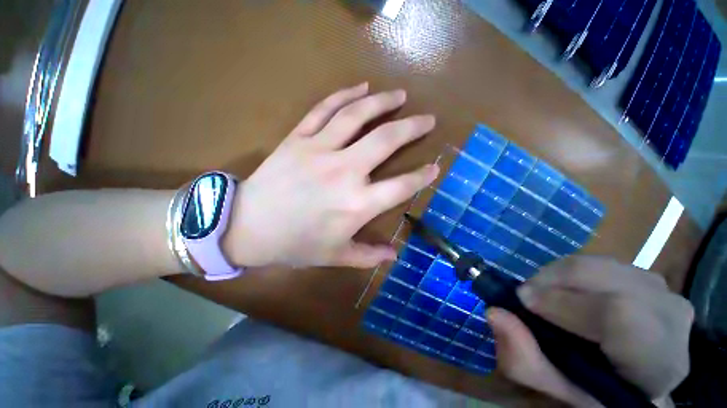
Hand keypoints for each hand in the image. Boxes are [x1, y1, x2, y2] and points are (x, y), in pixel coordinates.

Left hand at [222, 83, 438, 267]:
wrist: (247, 227)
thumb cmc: (294, 245)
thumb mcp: (335, 256)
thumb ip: (368, 256)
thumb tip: (394, 255)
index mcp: (357, 204)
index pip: (401, 186)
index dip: (422, 176)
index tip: (435, 167)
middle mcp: (344, 172)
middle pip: (386, 140)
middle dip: (412, 127)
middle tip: (428, 119)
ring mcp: (320, 150)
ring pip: (357, 116)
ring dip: (383, 102)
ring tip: (400, 95)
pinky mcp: (298, 138)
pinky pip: (324, 110)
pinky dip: (344, 95)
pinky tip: (361, 88)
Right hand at [488, 256, 692, 406]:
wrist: (633, 378)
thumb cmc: (595, 391)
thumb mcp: (555, 388)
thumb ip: (525, 360)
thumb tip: (494, 313)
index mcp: (658, 362)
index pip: (619, 316)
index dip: (564, 303)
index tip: (523, 301)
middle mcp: (671, 318)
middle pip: (606, 280)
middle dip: (552, 281)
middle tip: (526, 295)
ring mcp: (664, 291)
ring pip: (599, 265)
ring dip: (558, 275)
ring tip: (543, 294)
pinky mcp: (649, 276)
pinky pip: (600, 261)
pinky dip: (571, 271)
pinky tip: (565, 290)